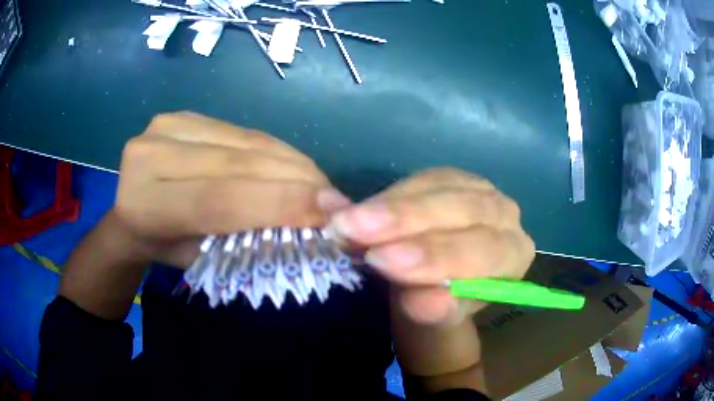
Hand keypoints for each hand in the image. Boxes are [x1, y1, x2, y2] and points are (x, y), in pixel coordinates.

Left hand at [113, 112, 348, 267]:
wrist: (129, 213)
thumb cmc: (163, 247)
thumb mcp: (198, 259)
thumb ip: (244, 239)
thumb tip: (307, 223)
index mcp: (145, 204)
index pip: (218, 199)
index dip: (278, 203)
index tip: (331, 212)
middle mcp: (150, 154)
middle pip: (235, 163)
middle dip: (295, 180)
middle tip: (335, 199)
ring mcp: (165, 125)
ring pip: (244, 141)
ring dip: (291, 162)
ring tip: (319, 184)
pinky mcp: (182, 114)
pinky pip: (240, 130)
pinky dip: (273, 149)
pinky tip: (293, 165)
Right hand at [329, 168, 534, 326]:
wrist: (434, 285)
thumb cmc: (440, 303)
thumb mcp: (437, 317)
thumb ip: (436, 310)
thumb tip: (425, 302)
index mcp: (513, 254)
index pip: (483, 250)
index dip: (435, 255)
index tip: (383, 261)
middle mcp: (504, 215)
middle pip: (462, 210)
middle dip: (406, 221)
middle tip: (355, 230)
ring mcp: (478, 189)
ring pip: (438, 188)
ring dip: (389, 205)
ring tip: (348, 220)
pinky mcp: (450, 178)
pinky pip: (420, 179)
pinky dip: (387, 196)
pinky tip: (360, 209)